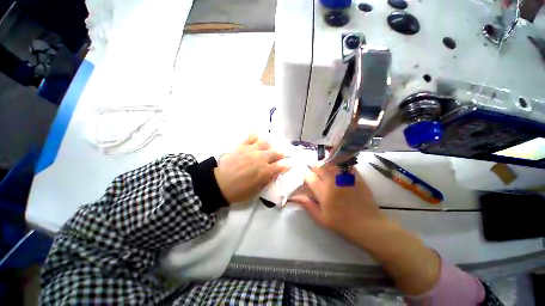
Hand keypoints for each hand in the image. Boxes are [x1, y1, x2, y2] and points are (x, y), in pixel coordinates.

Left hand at [214, 133, 289, 203]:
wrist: (219, 184)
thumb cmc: (239, 191)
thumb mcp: (256, 190)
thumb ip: (267, 180)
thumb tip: (273, 173)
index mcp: (265, 171)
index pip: (281, 166)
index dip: (287, 165)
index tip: (289, 164)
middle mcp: (261, 158)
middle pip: (275, 153)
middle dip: (281, 154)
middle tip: (282, 155)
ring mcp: (252, 150)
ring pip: (265, 142)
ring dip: (270, 145)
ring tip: (269, 147)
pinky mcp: (242, 146)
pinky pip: (251, 137)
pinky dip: (255, 137)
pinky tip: (256, 139)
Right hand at [289, 165, 386, 242]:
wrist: (369, 226)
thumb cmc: (342, 224)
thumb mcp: (321, 219)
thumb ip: (308, 205)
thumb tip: (295, 196)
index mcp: (323, 192)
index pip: (310, 177)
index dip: (305, 175)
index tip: (305, 177)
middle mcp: (332, 181)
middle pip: (319, 166)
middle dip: (314, 167)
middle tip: (314, 170)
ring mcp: (345, 177)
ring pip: (331, 162)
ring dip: (325, 163)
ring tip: (324, 166)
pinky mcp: (355, 176)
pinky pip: (345, 164)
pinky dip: (339, 162)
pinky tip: (337, 164)